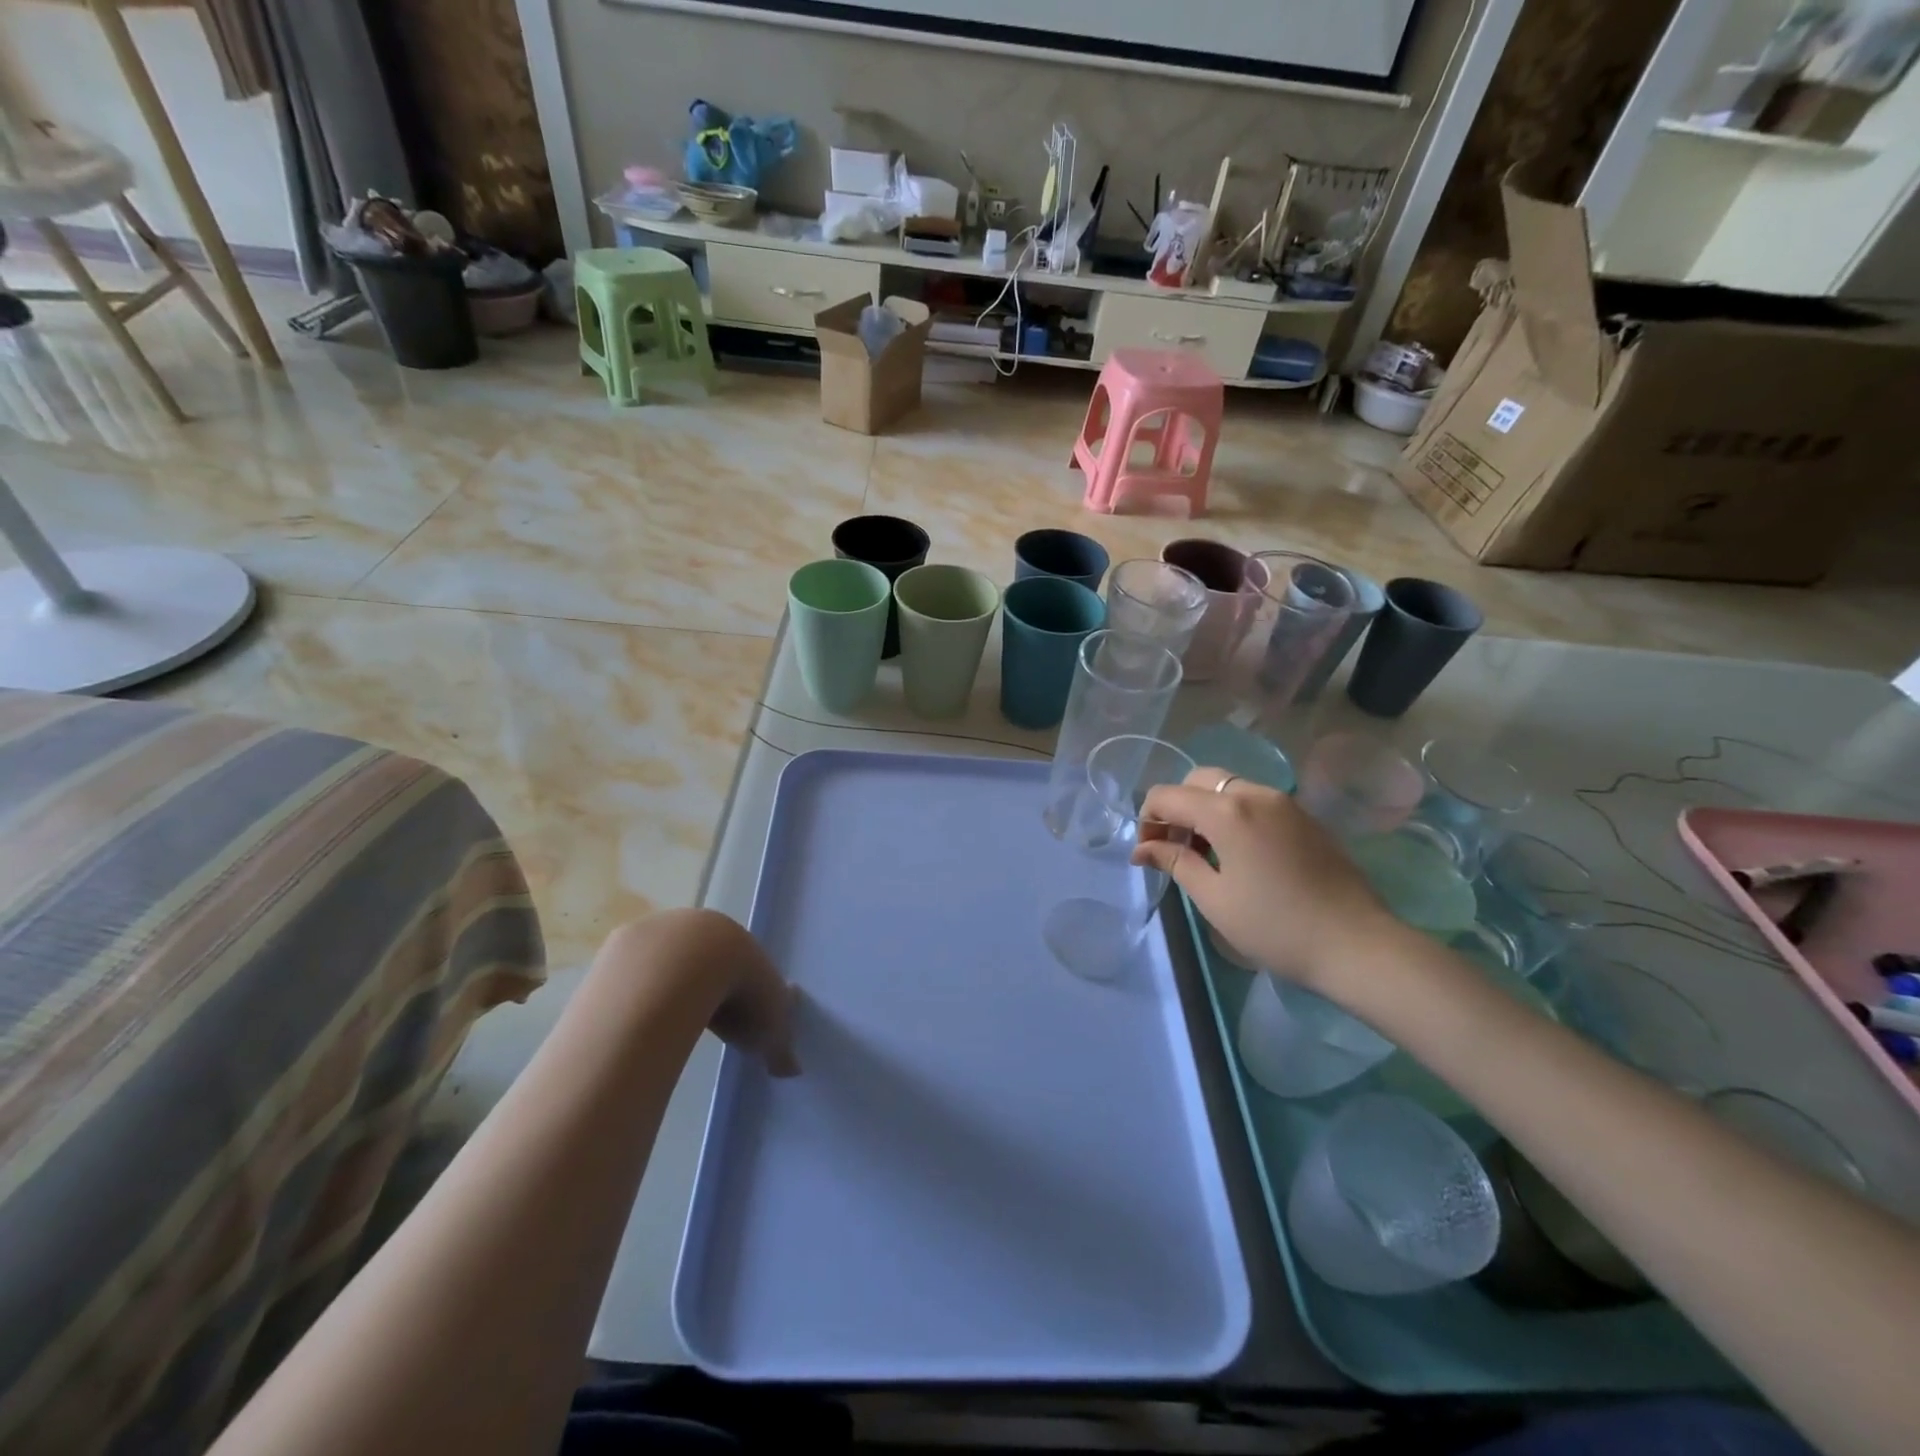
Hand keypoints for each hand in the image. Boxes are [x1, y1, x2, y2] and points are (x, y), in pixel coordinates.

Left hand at [600, 910, 800, 1075]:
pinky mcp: (618, 949)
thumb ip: (780, 1043)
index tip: (740, 1022)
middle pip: (700, 960)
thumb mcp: (769, 1023)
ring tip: (664, 1030)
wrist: (680, 969)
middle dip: (703, 989)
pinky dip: (635, 998)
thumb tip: (792, 1070)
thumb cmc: (736, 988)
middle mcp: (693, 926)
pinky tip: (635, 1024)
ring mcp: (653, 934)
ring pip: (662, 965)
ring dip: (665, 992)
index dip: (742, 992)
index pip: (740, 962)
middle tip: (703, 1026)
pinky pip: (629, 977)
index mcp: (733, 936)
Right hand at [1132, 768, 1391, 992]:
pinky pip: (1256, 801)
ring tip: (1207, 855)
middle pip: (1198, 781)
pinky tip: (1240, 855)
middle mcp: (1254, 793)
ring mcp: (1284, 802)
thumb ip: (1175, 863)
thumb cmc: (1275, 926)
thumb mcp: (1213, 898)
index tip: (1147, 855)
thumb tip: (1143, 849)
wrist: (1357, 944)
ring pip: (1228, 788)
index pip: (1167, 796)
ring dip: (1206, 810)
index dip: (1147, 820)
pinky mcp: (1305, 817)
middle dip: (1177, 808)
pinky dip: (1234, 815)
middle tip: (1175, 849)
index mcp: (1226, 811)